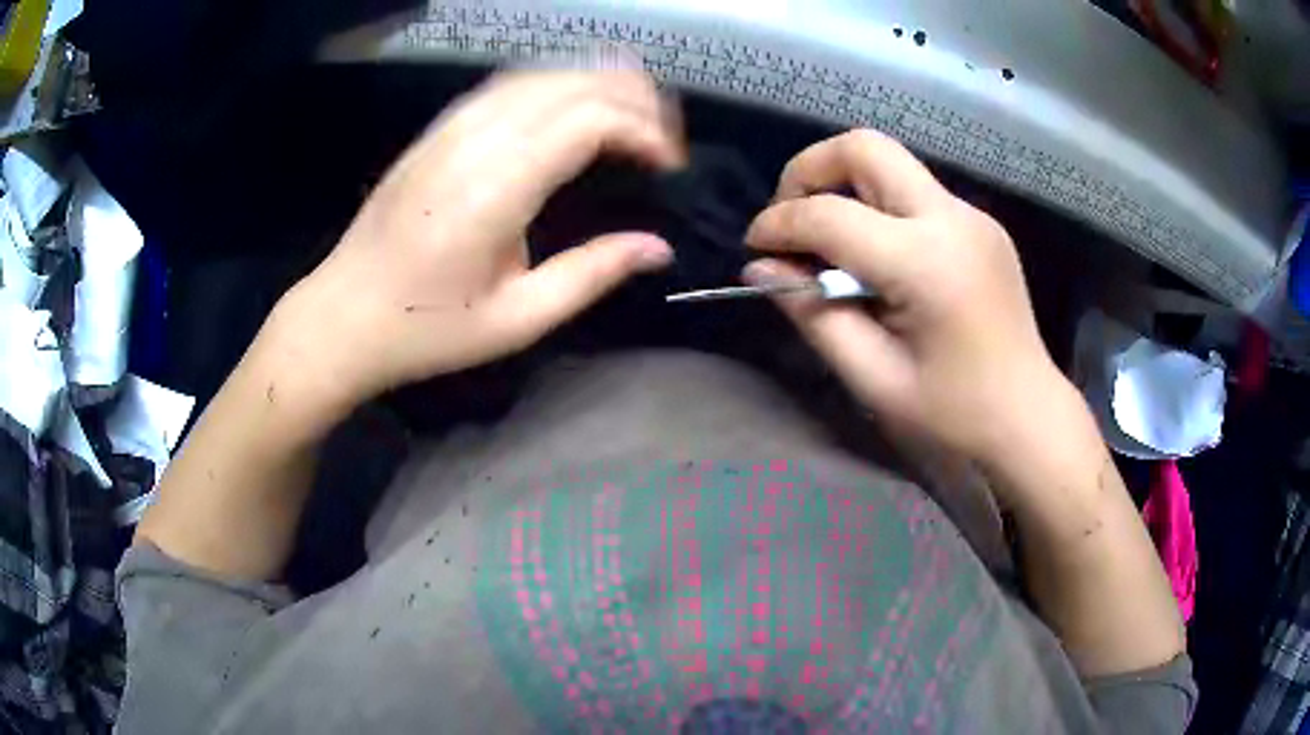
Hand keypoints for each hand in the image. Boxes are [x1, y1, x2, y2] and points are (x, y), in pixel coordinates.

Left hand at [268, 70, 683, 405]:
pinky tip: (574, 108)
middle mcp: (475, 139)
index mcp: (496, 187)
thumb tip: (657, 247)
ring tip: (634, 117)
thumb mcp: (516, 320)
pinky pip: (509, 84)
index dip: (643, 130)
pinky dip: (557, 85)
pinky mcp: (438, 128)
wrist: (342, 315)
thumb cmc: (427, 329)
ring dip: (598, 83)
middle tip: (662, 140)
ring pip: (543, 73)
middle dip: (634, 98)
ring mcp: (451, 127)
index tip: (669, 166)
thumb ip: (591, 274)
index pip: (590, 119)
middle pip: (573, 83)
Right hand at [744, 130, 1068, 464]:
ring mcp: (971, 216)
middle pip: (865, 147)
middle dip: (810, 170)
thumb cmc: (953, 414)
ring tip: (826, 238)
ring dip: (843, 184)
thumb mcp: (873, 378)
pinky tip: (874, 254)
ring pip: (890, 161)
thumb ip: (813, 315)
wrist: (1028, 416)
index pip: (830, 214)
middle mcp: (951, 219)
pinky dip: (877, 205)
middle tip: (790, 219)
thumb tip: (759, 268)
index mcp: (926, 264)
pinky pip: (914, 191)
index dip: (778, 224)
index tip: (755, 248)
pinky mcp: (979, 223)